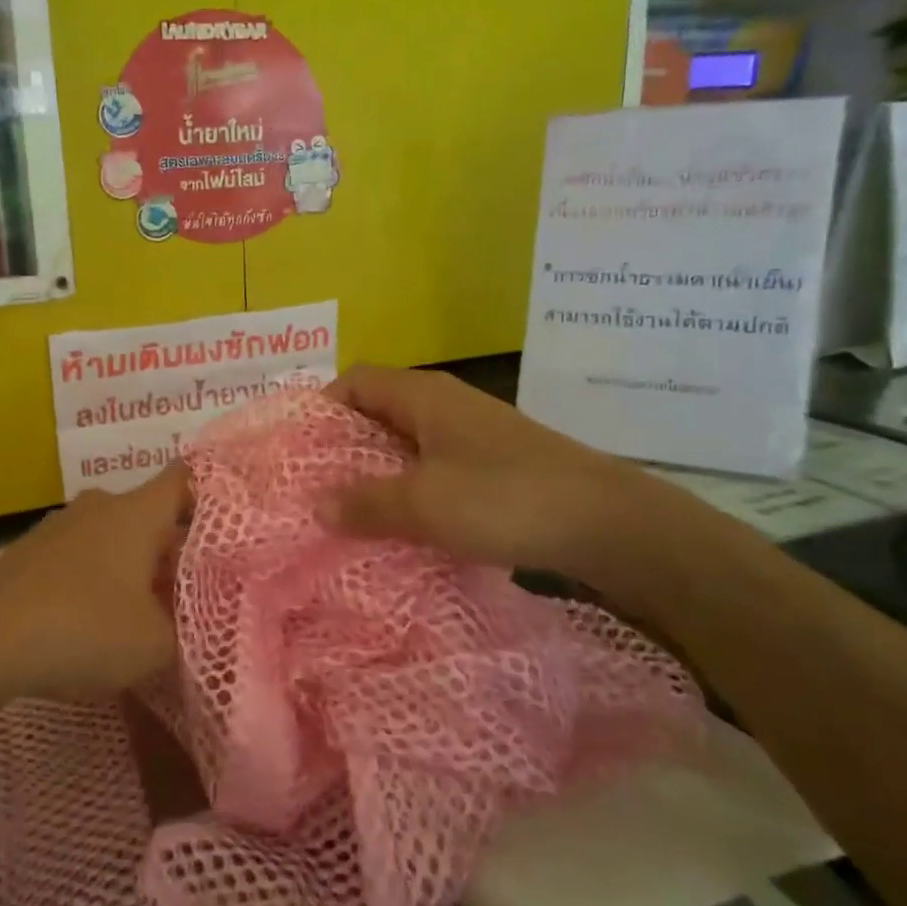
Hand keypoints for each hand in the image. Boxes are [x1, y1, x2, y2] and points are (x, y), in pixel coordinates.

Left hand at [0, 467, 188, 702]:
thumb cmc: (84, 628)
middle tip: (192, 585)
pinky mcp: (29, 552)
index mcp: (137, 512)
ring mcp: (60, 526)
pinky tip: (94, 620)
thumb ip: (184, 633)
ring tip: (144, 610)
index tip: (230, 516)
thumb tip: (187, 626)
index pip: (184, 478)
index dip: (210, 490)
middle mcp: (100, 505)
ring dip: (131, 566)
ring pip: (112, 537)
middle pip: (149, 515)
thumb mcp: (155, 645)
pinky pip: (79, 557)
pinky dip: (95, 579)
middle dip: (171, 547)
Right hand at [320, 366, 685, 585]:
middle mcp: (446, 404)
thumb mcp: (424, 503)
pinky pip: (435, 467)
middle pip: (378, 411)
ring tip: (348, 511)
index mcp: (423, 396)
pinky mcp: (495, 465)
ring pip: (407, 443)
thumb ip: (365, 503)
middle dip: (343, 446)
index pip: (355, 381)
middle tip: (312, 486)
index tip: (296, 449)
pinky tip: (403, 524)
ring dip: (377, 472)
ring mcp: (473, 435)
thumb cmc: (506, 498)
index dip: (321, 407)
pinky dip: (411, 489)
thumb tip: (315, 504)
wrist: (610, 524)